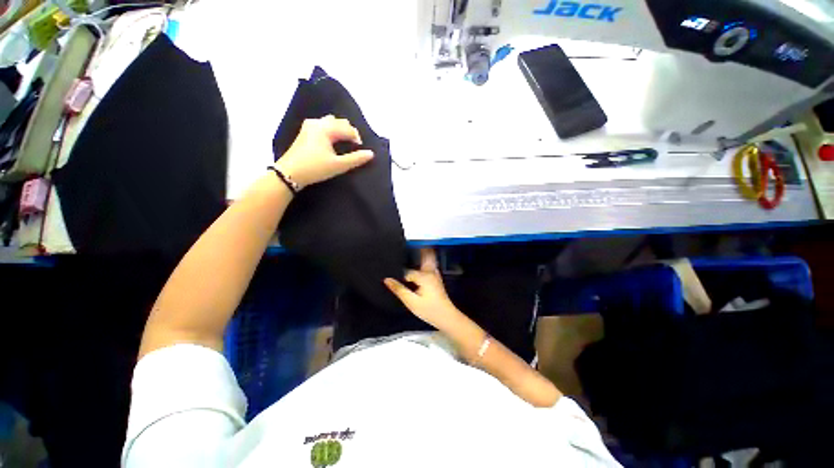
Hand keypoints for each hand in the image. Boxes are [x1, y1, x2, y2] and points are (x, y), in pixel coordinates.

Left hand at [274, 115, 373, 188]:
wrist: (289, 173)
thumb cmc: (315, 168)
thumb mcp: (338, 165)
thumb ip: (356, 159)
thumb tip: (371, 154)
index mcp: (326, 128)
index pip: (348, 128)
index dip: (357, 138)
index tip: (360, 151)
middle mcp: (318, 122)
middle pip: (339, 121)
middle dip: (349, 132)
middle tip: (353, 146)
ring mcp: (309, 126)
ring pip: (330, 122)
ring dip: (339, 130)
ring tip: (343, 144)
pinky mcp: (304, 132)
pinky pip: (323, 126)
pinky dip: (331, 131)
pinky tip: (331, 143)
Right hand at [384, 248, 463, 330]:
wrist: (447, 317)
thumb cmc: (429, 310)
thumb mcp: (411, 302)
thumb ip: (399, 289)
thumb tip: (386, 279)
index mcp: (424, 276)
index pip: (406, 271)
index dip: (398, 273)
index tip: (389, 272)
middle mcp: (430, 271)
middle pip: (421, 257)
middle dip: (414, 250)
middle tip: (404, 245)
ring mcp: (434, 274)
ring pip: (427, 259)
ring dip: (421, 253)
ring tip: (413, 248)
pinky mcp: (436, 278)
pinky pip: (429, 264)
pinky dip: (425, 260)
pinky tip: (419, 262)